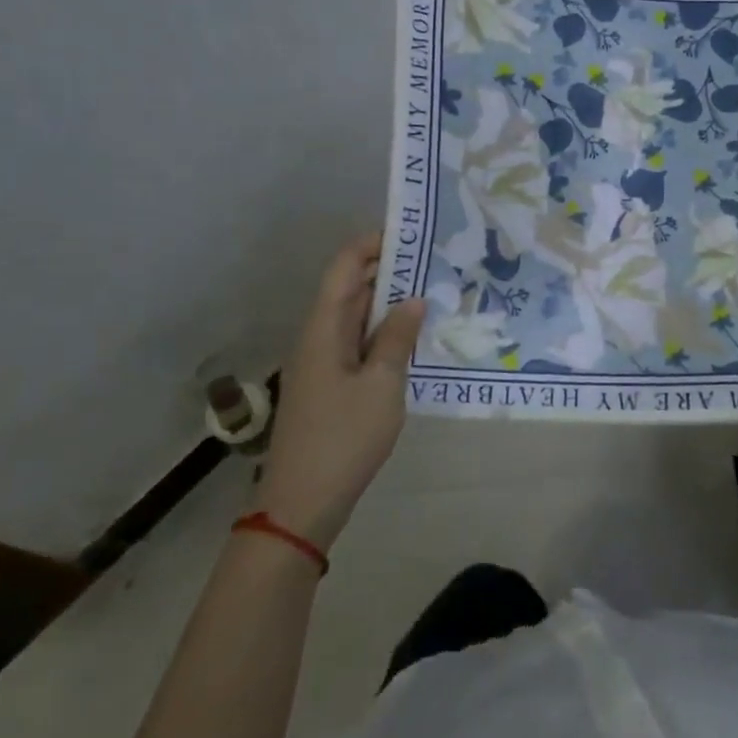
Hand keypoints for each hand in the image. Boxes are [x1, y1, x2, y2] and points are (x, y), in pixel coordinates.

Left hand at [254, 234, 426, 551]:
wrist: (302, 503)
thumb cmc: (343, 437)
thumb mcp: (382, 384)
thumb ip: (398, 338)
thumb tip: (412, 299)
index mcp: (324, 327)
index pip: (345, 266)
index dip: (373, 243)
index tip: (413, 234)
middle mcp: (319, 336)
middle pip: (351, 288)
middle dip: (389, 269)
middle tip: (435, 261)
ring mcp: (323, 362)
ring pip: (357, 316)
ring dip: (390, 302)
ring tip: (433, 291)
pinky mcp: (331, 385)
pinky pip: (359, 343)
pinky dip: (385, 332)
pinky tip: (415, 338)